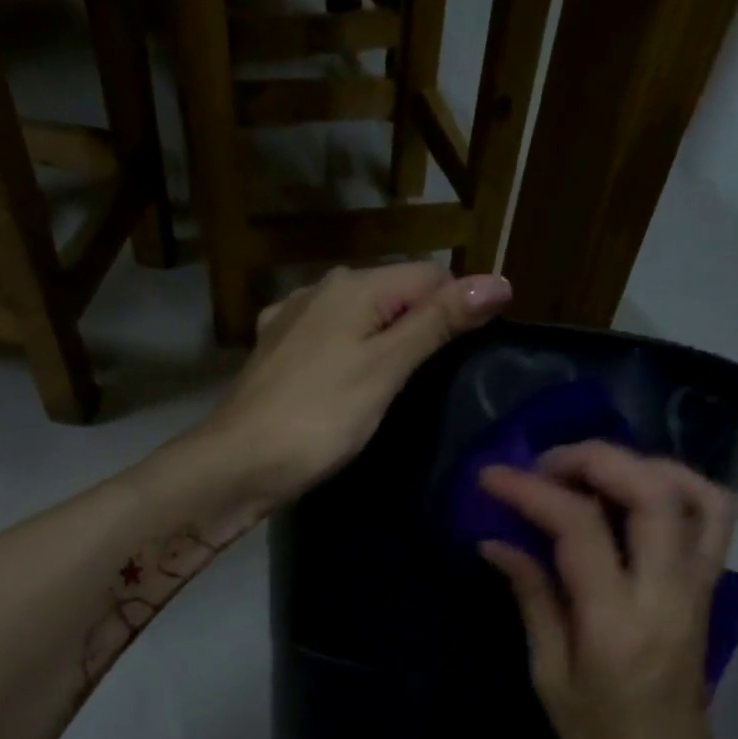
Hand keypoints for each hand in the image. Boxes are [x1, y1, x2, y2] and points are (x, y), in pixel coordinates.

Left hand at [202, 263, 512, 506]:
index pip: (430, 275)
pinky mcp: (274, 351)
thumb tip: (498, 280)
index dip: (459, 307)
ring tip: (396, 389)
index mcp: (353, 286)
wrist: (239, 463)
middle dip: (422, 324)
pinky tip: (347, 386)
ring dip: (385, 341)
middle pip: (393, 293)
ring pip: (359, 318)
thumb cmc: (320, 418)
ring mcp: (290, 319)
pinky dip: (348, 356)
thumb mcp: (387, 369)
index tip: (470, 356)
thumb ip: (438, 323)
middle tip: (436, 381)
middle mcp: (319, 288)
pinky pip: (328, 341)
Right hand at [478, 441, 737, 738]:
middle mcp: (667, 592)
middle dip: (593, 459)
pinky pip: (714, 516)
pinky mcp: (710, 587)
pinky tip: (637, 492)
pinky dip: (678, 485)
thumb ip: (532, 598)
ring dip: (641, 464)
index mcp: (615, 622)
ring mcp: (698, 586)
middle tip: (544, 465)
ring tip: (592, 472)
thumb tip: (497, 542)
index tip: (492, 478)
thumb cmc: (598, 737)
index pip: (579, 528)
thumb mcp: (549, 675)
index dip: (531, 492)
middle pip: (651, 492)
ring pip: (695, 493)